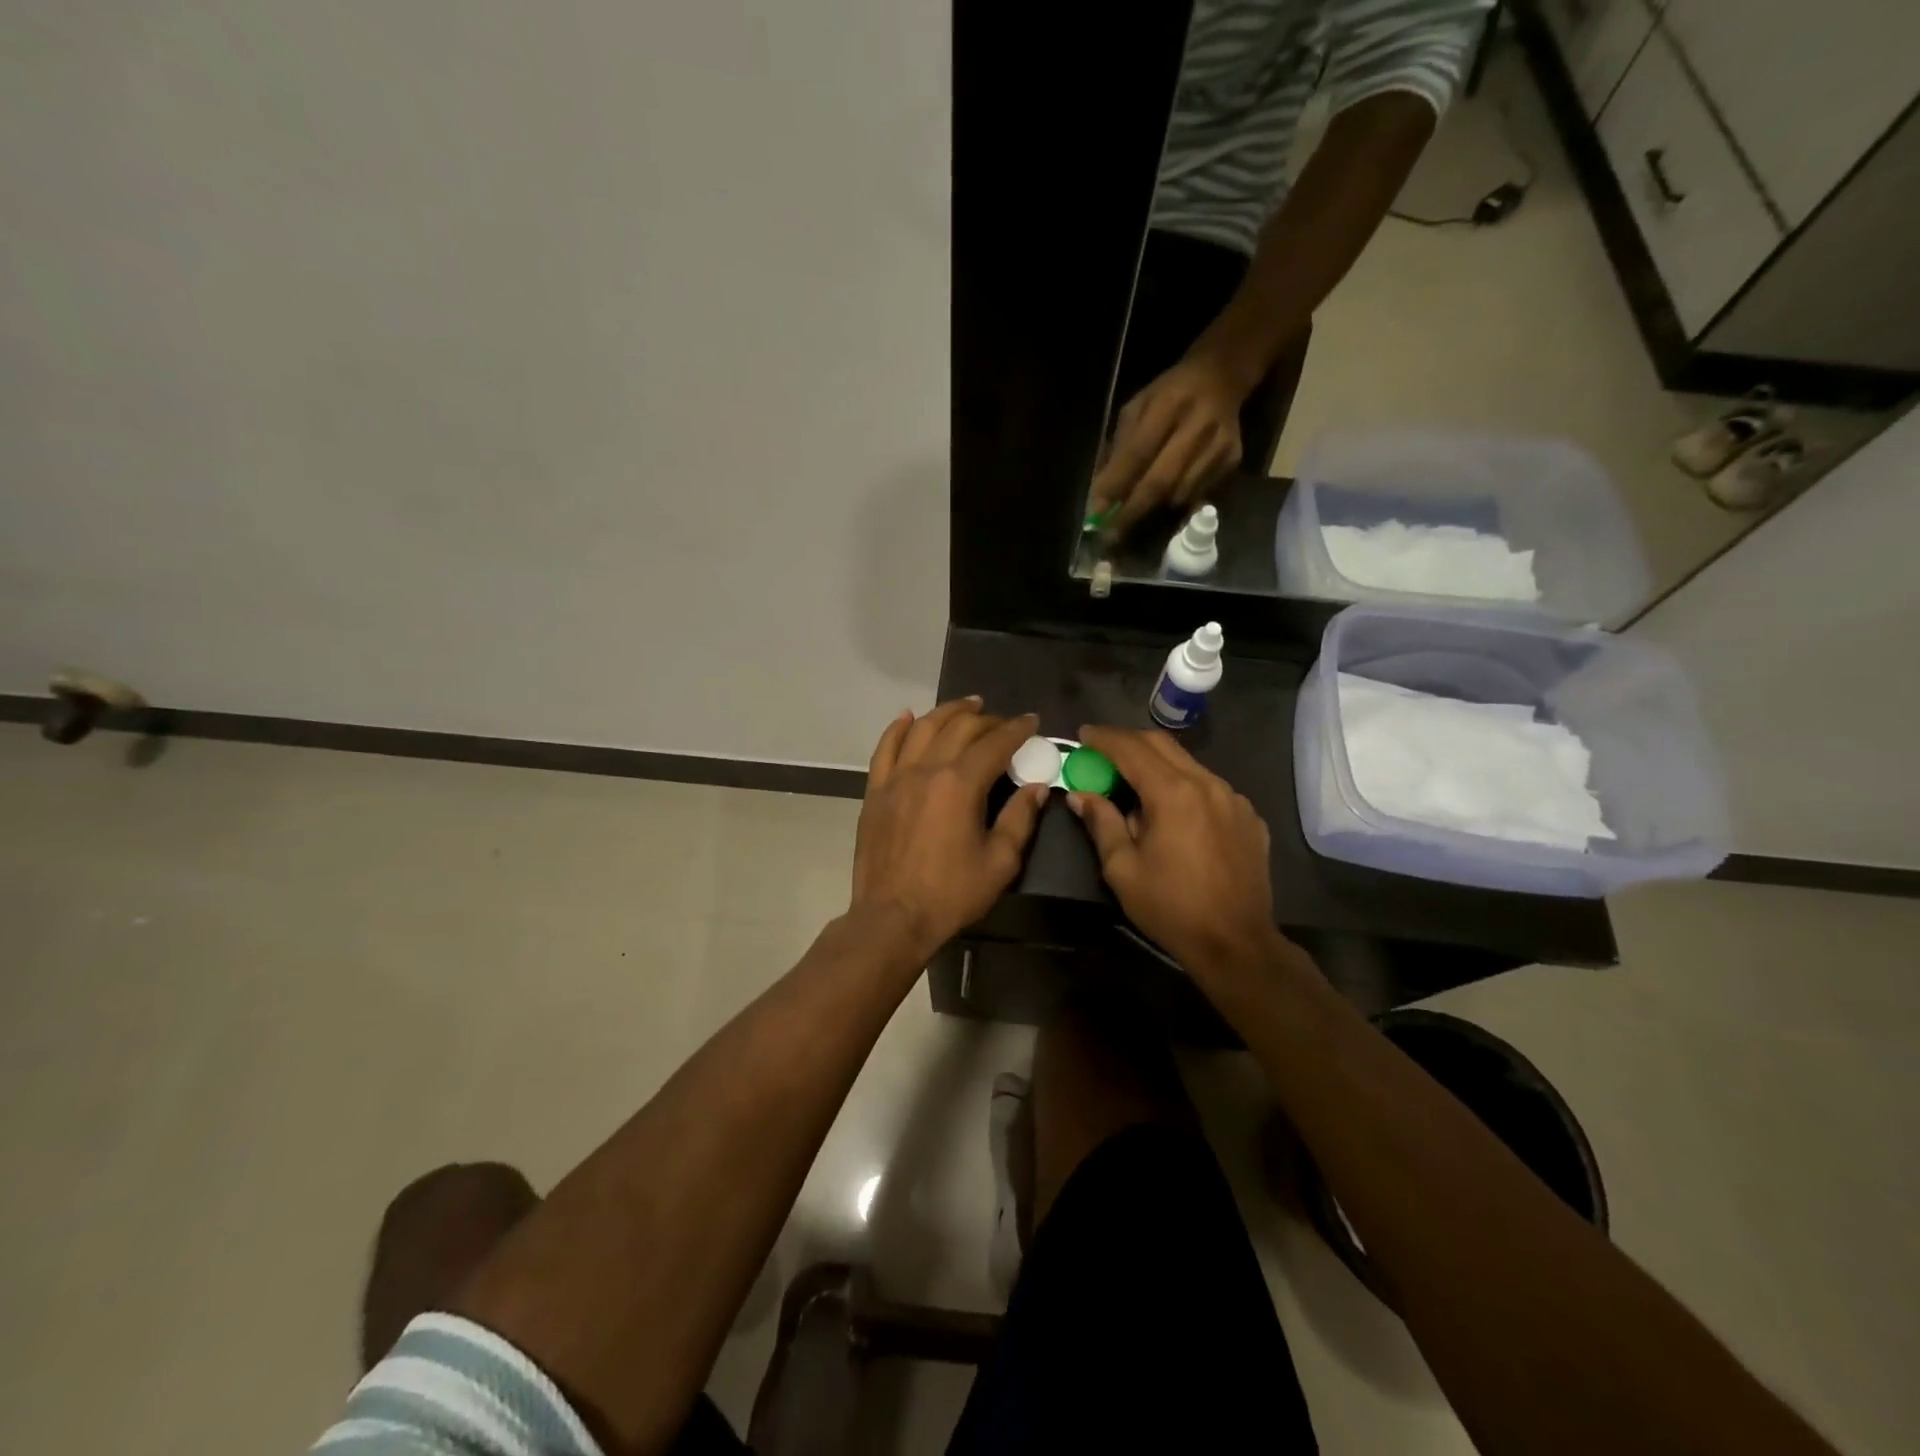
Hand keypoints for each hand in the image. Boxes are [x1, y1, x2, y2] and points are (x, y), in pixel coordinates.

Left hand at [850, 699, 1048, 963]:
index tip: (1031, 721)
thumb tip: (1036, 786)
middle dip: (987, 719)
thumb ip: (1020, 818)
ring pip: (923, 729)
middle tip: (1003, 722)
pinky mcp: (875, 791)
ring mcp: (896, 778)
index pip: (994, 744)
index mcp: (960, 784)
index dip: (1016, 729)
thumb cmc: (951, 894)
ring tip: (967, 706)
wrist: (892, 917)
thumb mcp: (999, 862)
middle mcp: (926, 769)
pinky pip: (885, 748)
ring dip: (947, 712)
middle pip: (959, 729)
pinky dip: (898, 728)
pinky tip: (909, 717)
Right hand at [1068, 725, 1282, 985]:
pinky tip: (1174, 812)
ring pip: (1189, 765)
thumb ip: (1102, 823)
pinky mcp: (1249, 818)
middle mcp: (1208, 784)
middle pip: (1162, 745)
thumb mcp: (1122, 868)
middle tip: (1102, 750)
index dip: (1103, 738)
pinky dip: (1185, 787)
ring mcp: (1234, 800)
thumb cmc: (1171, 907)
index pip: (1131, 749)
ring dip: (1158, 765)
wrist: (1237, 944)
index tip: (1083, 735)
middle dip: (1128, 742)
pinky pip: (1211, 789)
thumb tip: (1081, 795)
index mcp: (1173, 793)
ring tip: (1135, 783)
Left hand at [1089, 353, 1243, 539]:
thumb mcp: (1137, 408)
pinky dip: (1175, 503)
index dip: (1115, 486)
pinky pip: (1197, 495)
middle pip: (1160, 480)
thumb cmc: (1169, 395)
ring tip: (1135, 513)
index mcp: (1169, 403)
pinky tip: (1167, 497)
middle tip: (1111, 534)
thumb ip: (1118, 448)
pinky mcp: (1232, 460)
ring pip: (1178, 494)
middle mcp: (1198, 425)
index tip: (1096, 513)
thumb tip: (1098, 494)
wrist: (1222, 377)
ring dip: (1152, 509)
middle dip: (1132, 511)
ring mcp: (1220, 445)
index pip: (1138, 453)